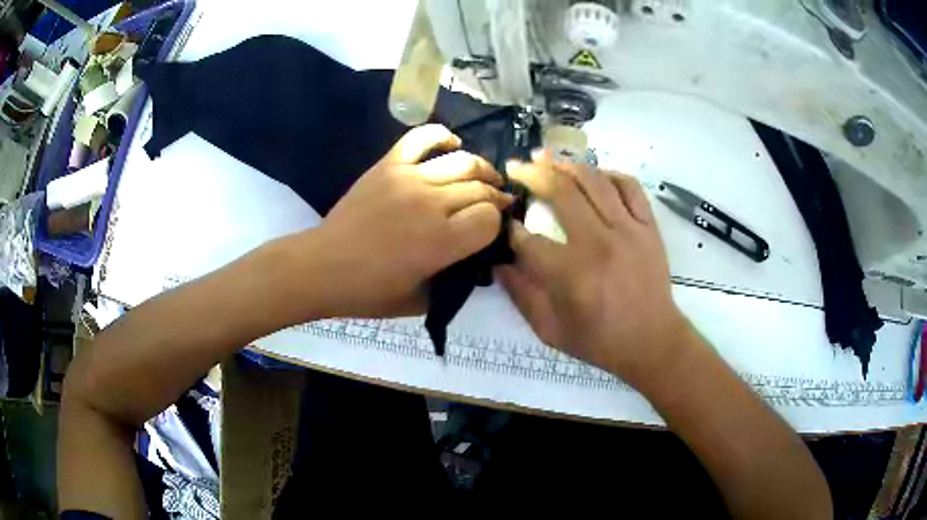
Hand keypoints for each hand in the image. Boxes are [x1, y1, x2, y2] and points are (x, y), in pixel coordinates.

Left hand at [291, 124, 511, 317]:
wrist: (322, 267)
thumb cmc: (369, 292)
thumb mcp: (422, 300)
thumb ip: (454, 279)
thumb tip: (474, 259)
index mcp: (442, 242)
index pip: (490, 218)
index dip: (496, 224)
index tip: (491, 229)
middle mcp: (432, 203)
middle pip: (480, 188)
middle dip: (495, 196)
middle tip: (496, 203)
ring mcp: (409, 178)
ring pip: (462, 161)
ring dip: (482, 168)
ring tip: (485, 177)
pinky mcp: (388, 165)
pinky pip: (421, 138)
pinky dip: (441, 135)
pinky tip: (452, 144)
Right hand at [497, 151, 690, 386]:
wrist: (652, 342)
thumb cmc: (600, 341)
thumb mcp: (551, 331)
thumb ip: (521, 296)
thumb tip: (498, 263)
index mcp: (570, 274)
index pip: (528, 238)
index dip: (510, 228)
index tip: (503, 222)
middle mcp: (598, 243)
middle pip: (560, 192)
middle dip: (531, 174)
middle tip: (516, 166)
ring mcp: (628, 230)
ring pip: (594, 180)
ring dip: (566, 164)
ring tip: (547, 157)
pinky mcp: (648, 227)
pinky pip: (629, 187)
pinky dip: (609, 174)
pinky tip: (594, 174)